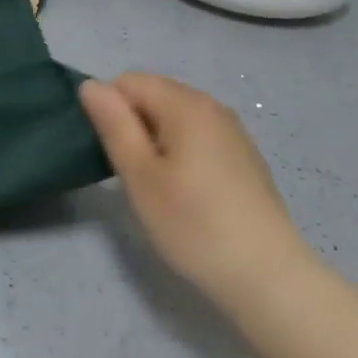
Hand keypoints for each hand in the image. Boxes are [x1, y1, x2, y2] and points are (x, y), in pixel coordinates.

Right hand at [79, 73, 311, 308]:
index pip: (128, 81)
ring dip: (154, 141)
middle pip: (154, 94)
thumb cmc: (193, 224)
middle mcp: (212, 106)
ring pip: (175, 117)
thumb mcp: (140, 175)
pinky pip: (197, 137)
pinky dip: (180, 153)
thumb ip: (114, 124)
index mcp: (186, 104)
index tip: (109, 154)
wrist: (266, 276)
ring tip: (155, 187)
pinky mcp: (242, 156)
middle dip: (131, 124)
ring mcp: (232, 131)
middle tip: (130, 175)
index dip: (108, 110)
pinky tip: (185, 193)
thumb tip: (90, 85)